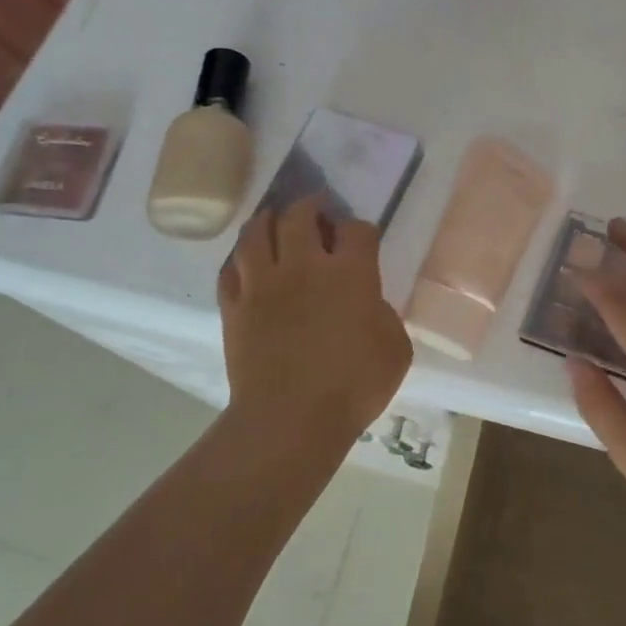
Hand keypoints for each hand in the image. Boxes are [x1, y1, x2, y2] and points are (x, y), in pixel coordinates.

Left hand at [219, 198, 412, 446]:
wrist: (290, 419)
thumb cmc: (354, 386)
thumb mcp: (395, 349)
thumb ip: (384, 314)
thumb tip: (368, 302)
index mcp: (350, 273)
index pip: (356, 229)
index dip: (360, 228)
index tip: (362, 238)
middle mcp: (303, 267)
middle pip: (299, 215)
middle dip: (311, 207)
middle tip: (316, 212)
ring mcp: (263, 285)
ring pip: (256, 232)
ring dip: (268, 220)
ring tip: (275, 221)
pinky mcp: (234, 307)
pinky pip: (230, 269)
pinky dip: (240, 260)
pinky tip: (247, 263)